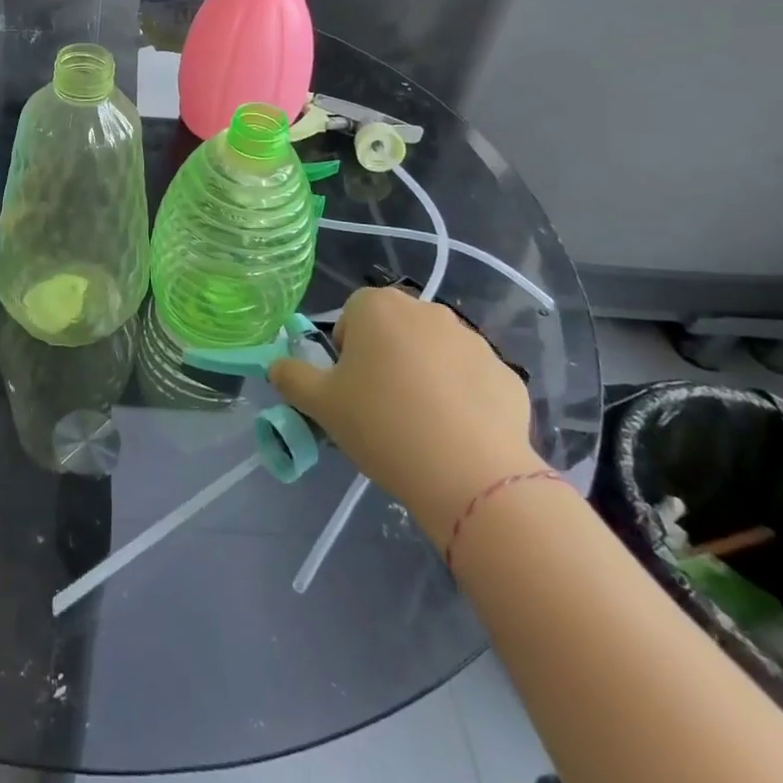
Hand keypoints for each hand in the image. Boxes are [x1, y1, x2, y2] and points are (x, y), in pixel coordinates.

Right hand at [269, 286, 543, 545]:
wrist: (470, 474)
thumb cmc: (382, 425)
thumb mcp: (320, 404)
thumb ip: (290, 377)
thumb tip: (276, 366)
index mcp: (378, 307)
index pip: (352, 315)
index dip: (346, 351)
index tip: (349, 388)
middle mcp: (426, 311)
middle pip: (394, 329)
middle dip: (385, 358)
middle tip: (379, 406)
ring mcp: (473, 339)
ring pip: (433, 352)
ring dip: (423, 376)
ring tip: (420, 425)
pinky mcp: (505, 373)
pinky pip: (471, 379)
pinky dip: (461, 399)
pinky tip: (455, 436)